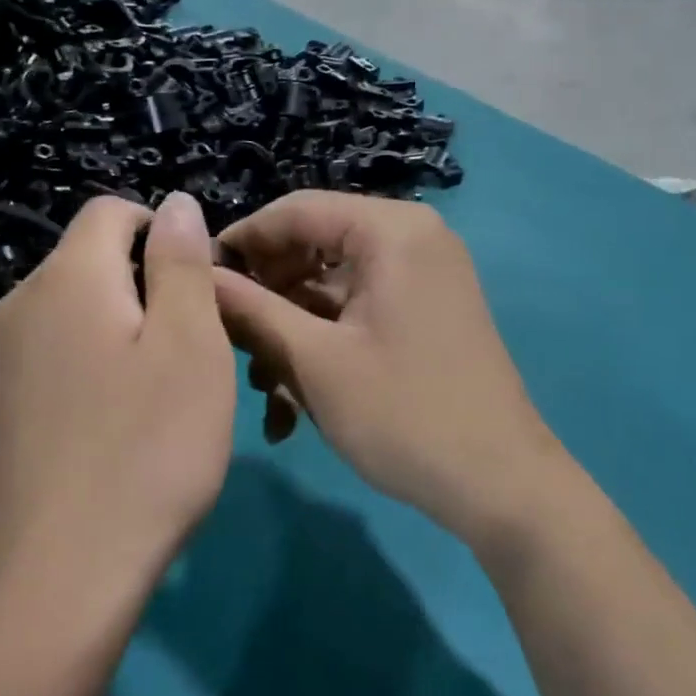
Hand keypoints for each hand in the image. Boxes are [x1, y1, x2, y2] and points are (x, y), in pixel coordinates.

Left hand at [0, 192, 235, 597]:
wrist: (59, 575)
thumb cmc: (148, 448)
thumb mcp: (191, 345)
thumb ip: (182, 264)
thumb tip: (177, 204)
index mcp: (67, 278)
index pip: (112, 210)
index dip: (165, 232)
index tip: (201, 291)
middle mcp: (19, 306)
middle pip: (92, 262)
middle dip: (148, 287)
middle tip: (193, 352)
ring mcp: (0, 362)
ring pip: (76, 314)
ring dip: (124, 331)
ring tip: (160, 395)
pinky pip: (56, 359)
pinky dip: (93, 369)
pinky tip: (116, 428)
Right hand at [213, 192, 564, 550]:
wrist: (499, 484)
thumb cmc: (402, 415)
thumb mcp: (314, 361)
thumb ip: (251, 310)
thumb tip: (198, 276)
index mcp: (392, 231)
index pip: (296, 210)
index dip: (241, 241)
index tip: (196, 280)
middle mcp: (414, 240)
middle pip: (315, 247)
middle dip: (268, 297)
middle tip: (231, 343)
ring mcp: (426, 279)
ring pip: (334, 287)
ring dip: (292, 331)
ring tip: (264, 388)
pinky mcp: (428, 314)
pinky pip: (361, 311)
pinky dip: (326, 344)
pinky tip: (296, 400)